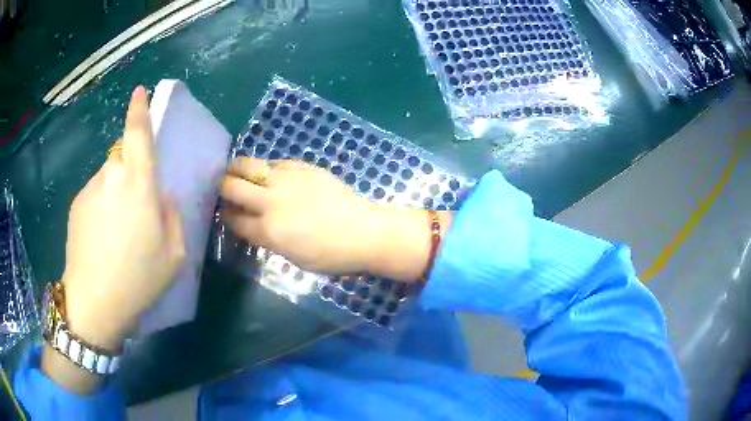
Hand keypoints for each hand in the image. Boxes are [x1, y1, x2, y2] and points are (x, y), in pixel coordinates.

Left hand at [61, 87, 184, 350]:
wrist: (94, 303)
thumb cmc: (138, 279)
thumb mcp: (175, 254)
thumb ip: (172, 216)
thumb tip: (160, 197)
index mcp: (138, 183)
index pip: (138, 134)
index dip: (139, 109)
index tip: (139, 91)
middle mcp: (111, 176)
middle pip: (123, 158)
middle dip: (132, 174)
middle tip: (137, 213)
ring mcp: (90, 190)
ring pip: (109, 178)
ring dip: (116, 195)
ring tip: (118, 235)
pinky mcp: (76, 205)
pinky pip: (95, 195)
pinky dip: (102, 209)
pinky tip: (102, 241)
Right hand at [220, 158, 451, 280]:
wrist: (364, 231)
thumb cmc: (331, 255)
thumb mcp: (293, 257)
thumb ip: (267, 239)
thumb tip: (250, 225)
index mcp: (268, 231)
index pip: (234, 220)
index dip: (225, 216)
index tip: (223, 213)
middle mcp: (270, 202)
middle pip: (231, 187)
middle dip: (221, 188)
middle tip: (222, 189)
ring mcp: (285, 180)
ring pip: (247, 165)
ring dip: (235, 169)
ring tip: (233, 171)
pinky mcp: (301, 167)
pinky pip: (273, 162)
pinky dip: (264, 168)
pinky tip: (266, 173)